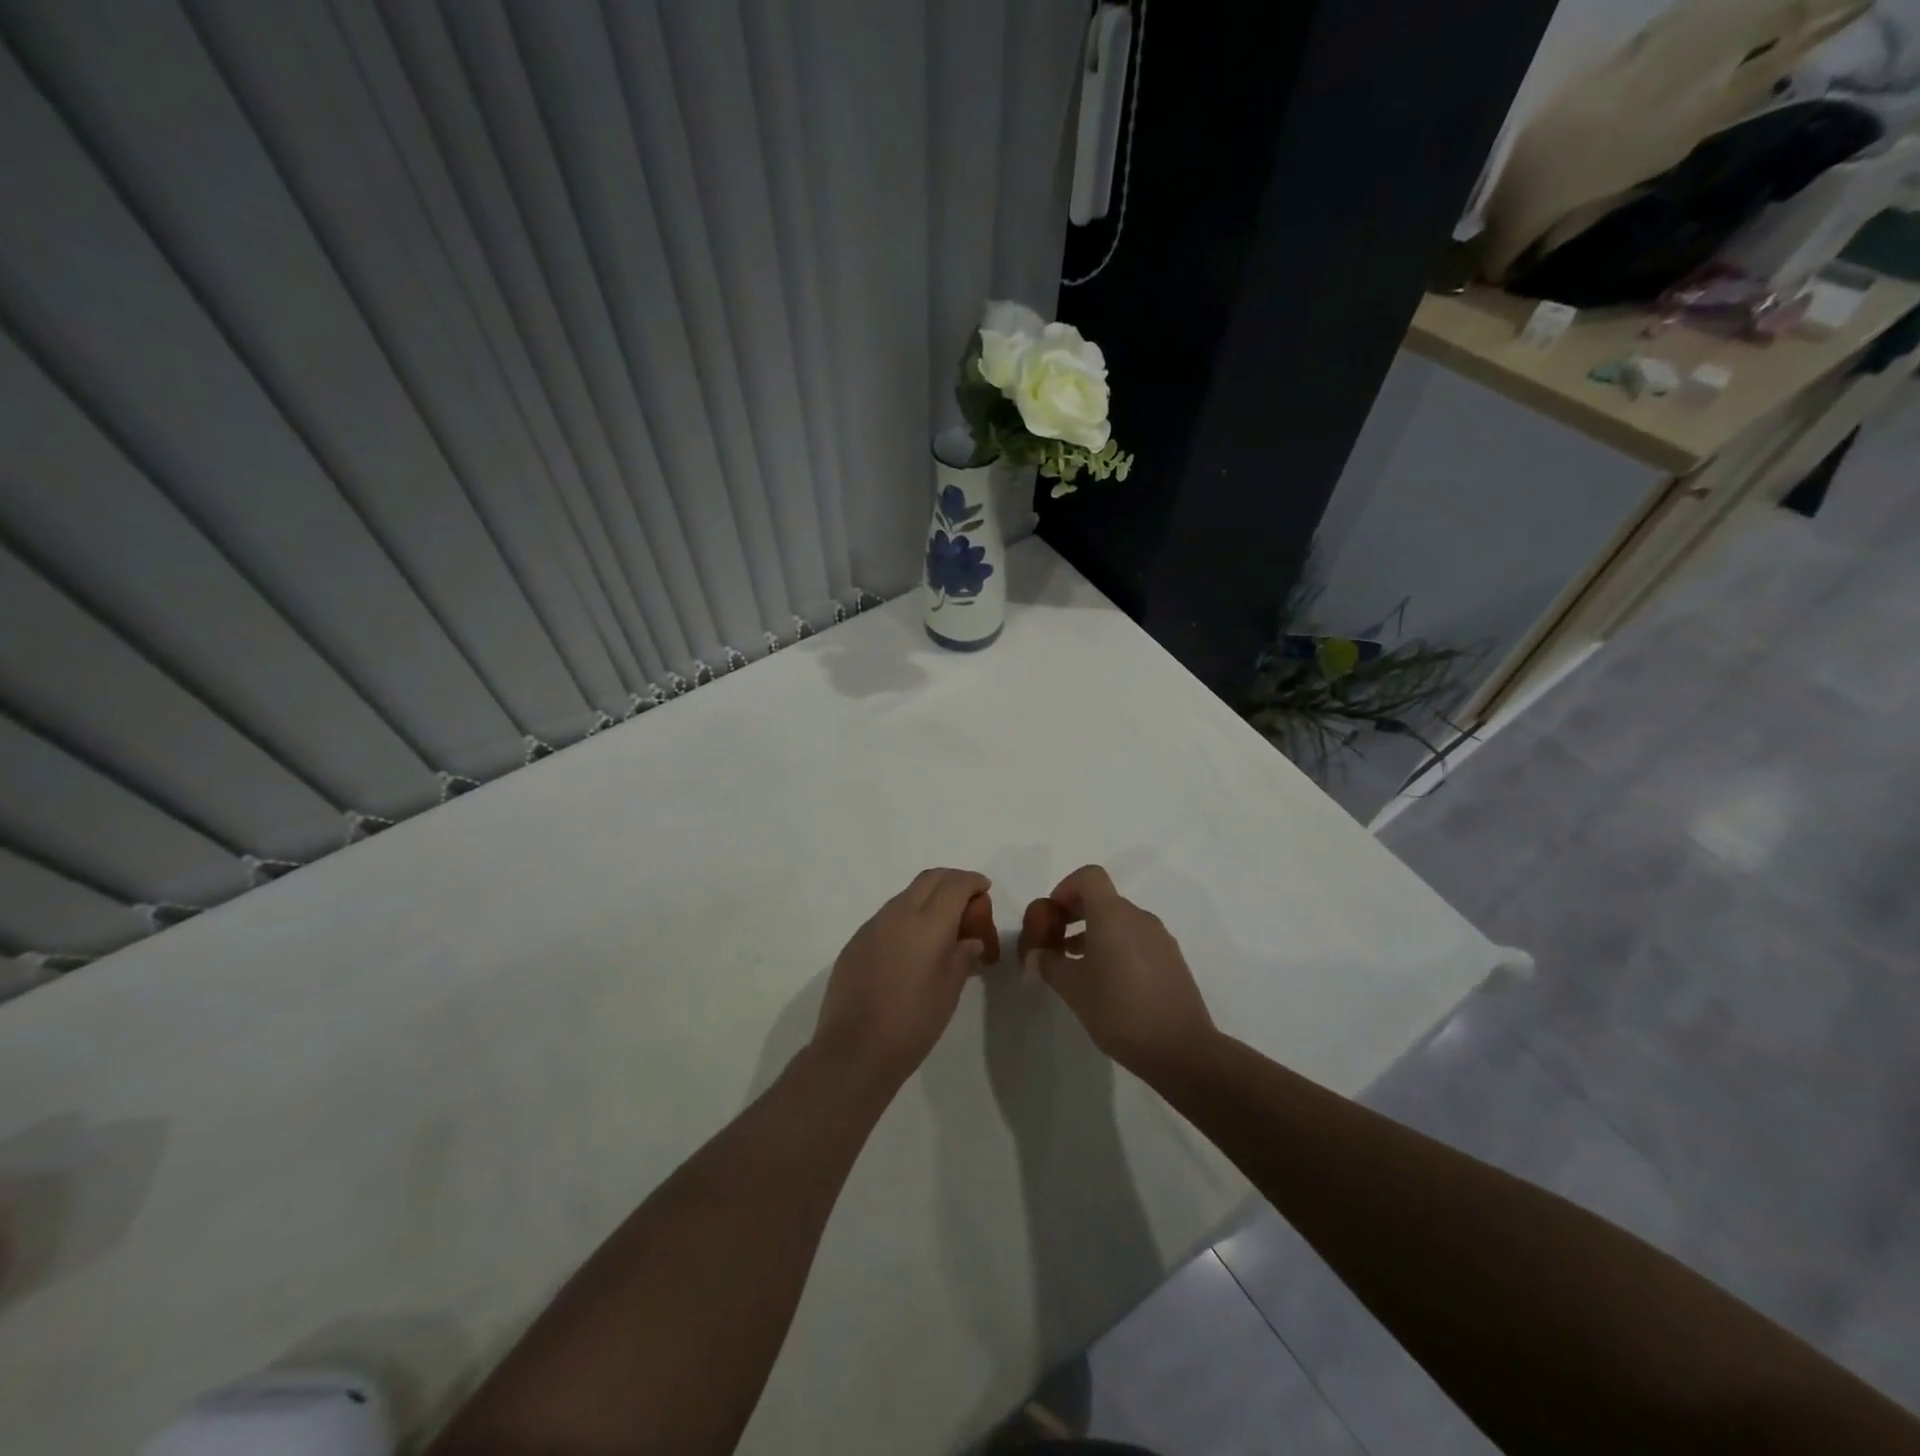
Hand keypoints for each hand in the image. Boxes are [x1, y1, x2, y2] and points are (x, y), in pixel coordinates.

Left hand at [812, 868, 997, 1087]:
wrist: (854, 1050)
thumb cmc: (912, 1023)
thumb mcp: (950, 990)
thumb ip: (963, 956)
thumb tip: (970, 940)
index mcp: (927, 923)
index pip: (955, 884)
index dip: (973, 882)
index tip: (984, 891)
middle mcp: (898, 913)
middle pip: (930, 879)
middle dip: (952, 882)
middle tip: (968, 904)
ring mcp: (873, 925)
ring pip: (907, 895)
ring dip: (929, 900)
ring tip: (943, 930)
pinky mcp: (856, 941)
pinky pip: (888, 916)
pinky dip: (908, 918)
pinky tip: (913, 949)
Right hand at [1019, 865, 1216, 1076]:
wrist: (1181, 1049)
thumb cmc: (1119, 1010)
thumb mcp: (1072, 988)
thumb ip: (1049, 964)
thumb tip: (1036, 955)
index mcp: (1113, 915)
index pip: (1089, 877)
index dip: (1066, 888)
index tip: (1052, 916)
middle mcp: (1139, 918)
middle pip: (1103, 899)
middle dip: (1075, 915)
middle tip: (1055, 944)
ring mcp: (1160, 939)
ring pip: (1120, 922)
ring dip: (1095, 934)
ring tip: (1076, 967)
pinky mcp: (1172, 961)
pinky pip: (1137, 940)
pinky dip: (1116, 948)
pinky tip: (1106, 983)